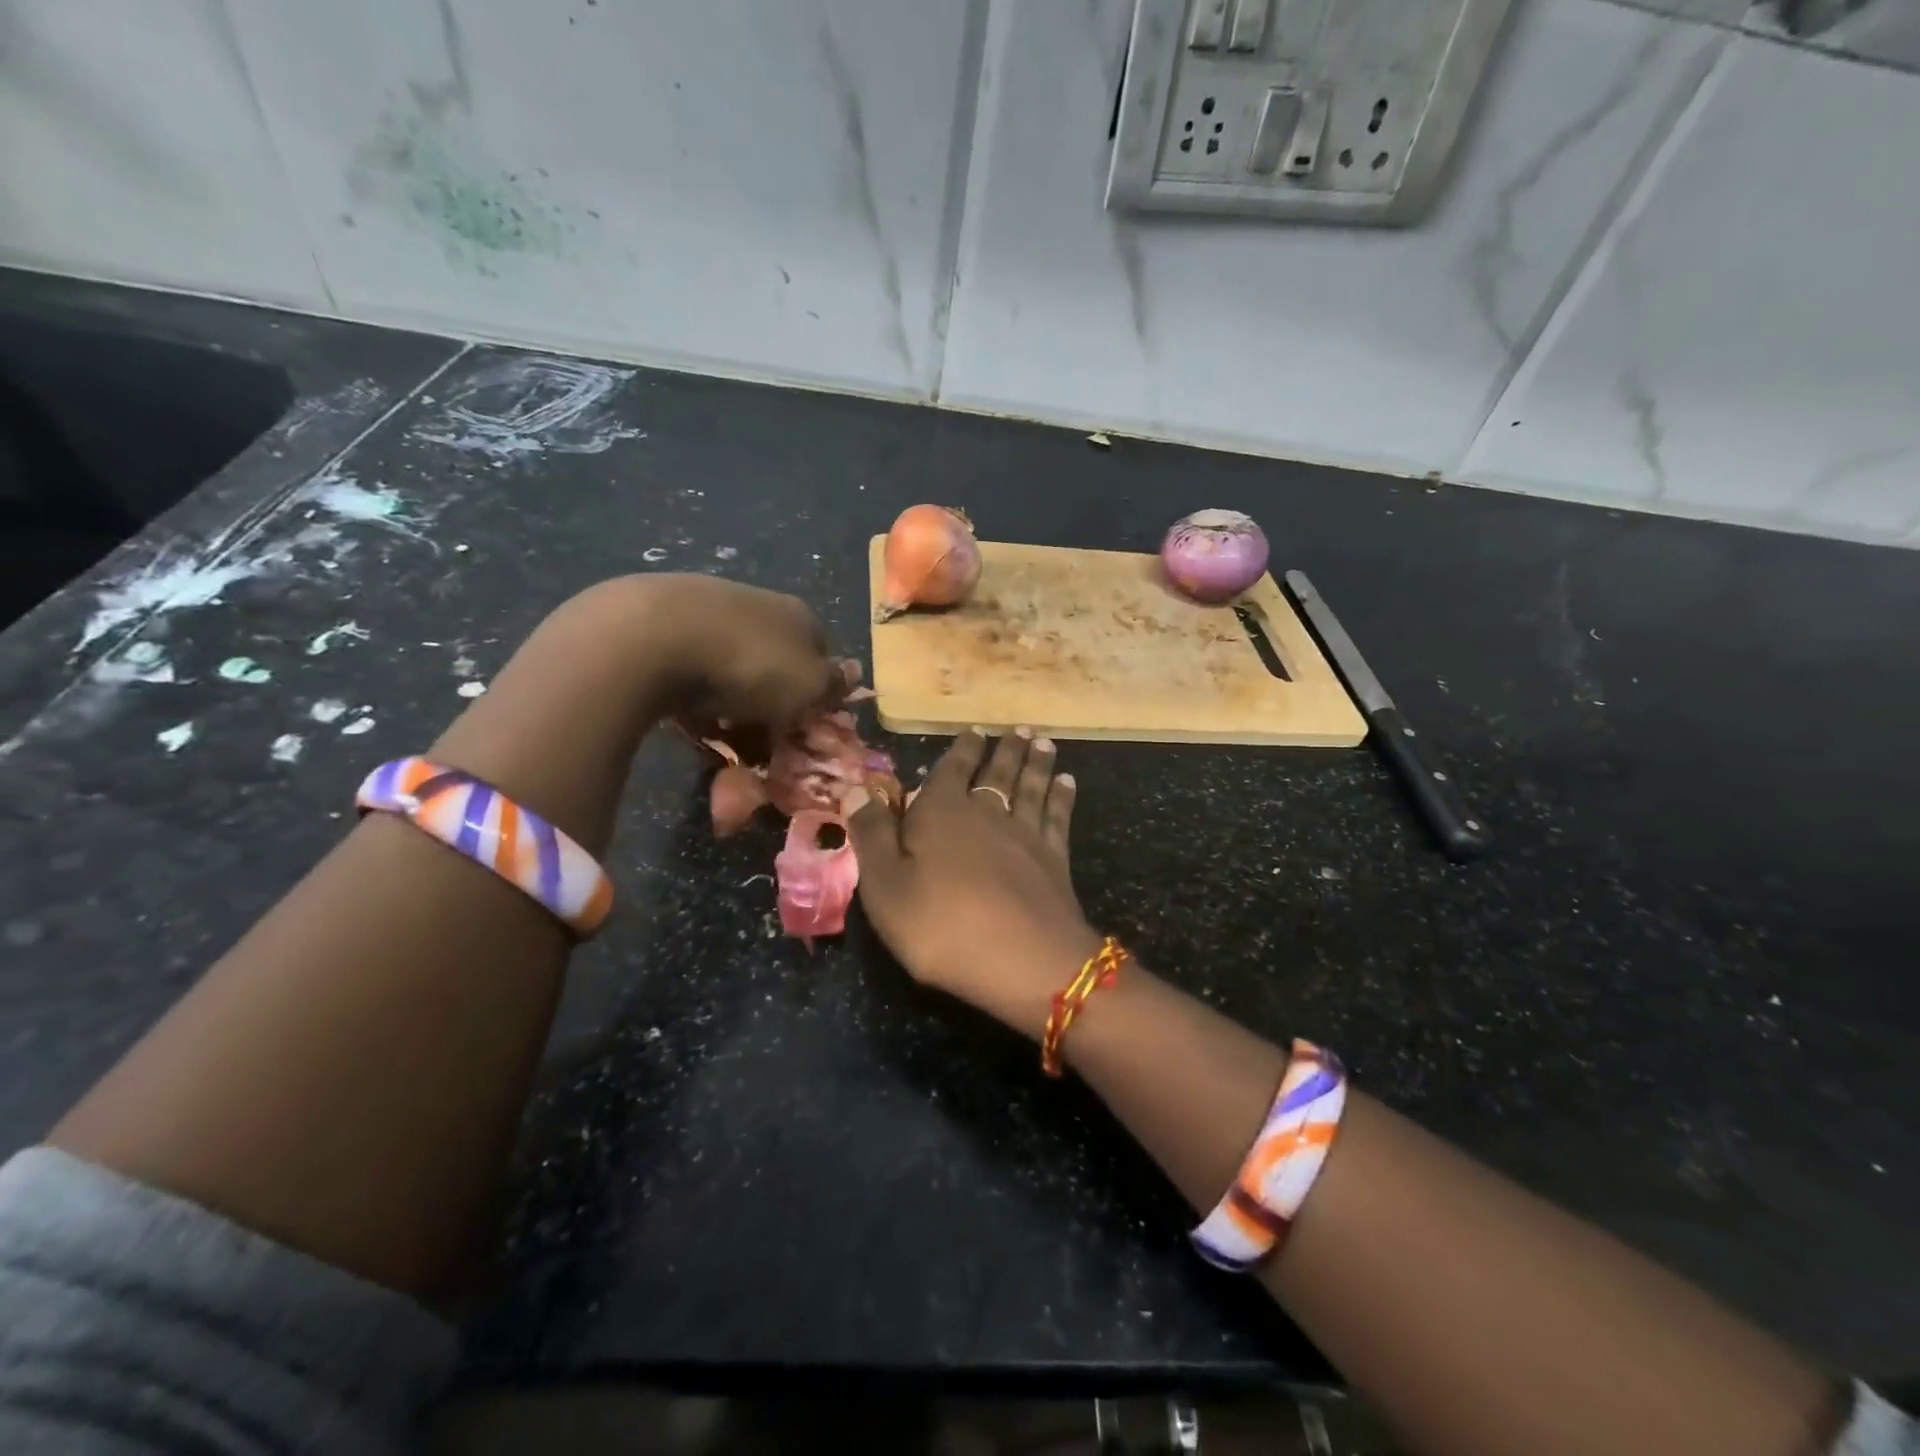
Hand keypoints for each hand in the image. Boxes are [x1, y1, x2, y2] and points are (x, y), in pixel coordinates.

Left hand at [643, 574, 844, 728]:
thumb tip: (853, 674)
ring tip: (718, 731)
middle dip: (771, 699)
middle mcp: (759, 603)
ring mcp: (709, 607)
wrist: (654, 637)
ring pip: (733, 663)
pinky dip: (693, 690)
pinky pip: (690, 664)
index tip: (802, 724)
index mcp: (800, 615)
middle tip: (760, 737)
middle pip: (776, 659)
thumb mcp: (809, 687)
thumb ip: (833, 684)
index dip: (815, 692)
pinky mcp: (663, 618)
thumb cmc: (749, 667)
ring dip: (731, 698)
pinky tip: (684, 711)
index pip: (821, 654)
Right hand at [840, 729, 1102, 1039]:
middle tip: (1017, 729)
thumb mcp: (885, 886)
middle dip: (1004, 750)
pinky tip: (1068, 783)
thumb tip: (855, 788)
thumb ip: (872, 835)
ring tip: (1043, 743)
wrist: (1023, 961)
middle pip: (997, 772)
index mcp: (942, 813)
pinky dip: (1062, 796)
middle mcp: (987, 813)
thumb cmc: (940, 926)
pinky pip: (1058, 816)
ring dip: (1036, 763)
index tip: (974, 730)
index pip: (952, 769)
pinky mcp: (1055, 859)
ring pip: (1031, 787)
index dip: (962, 749)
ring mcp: (1026, 834)